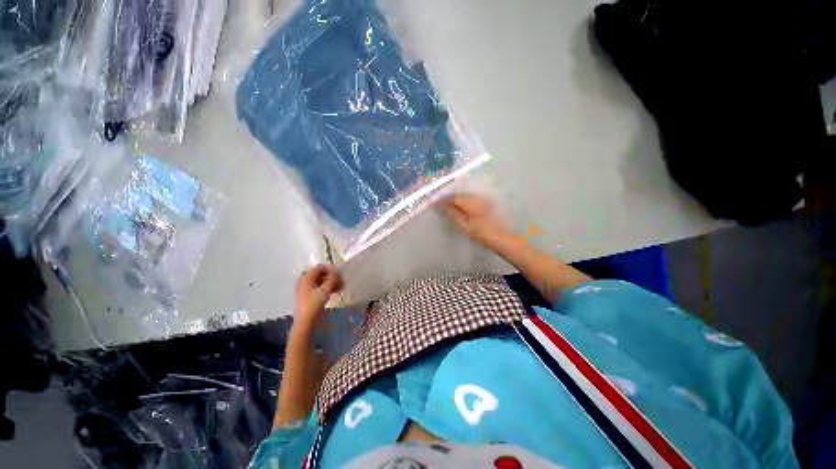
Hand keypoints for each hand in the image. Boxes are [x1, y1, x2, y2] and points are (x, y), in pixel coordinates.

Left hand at [294, 264, 344, 329]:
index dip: (330, 269)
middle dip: (332, 276)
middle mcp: (305, 281)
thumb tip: (337, 271)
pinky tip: (337, 291)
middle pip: (321, 274)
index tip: (340, 273)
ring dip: (332, 282)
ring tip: (342, 286)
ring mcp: (307, 289)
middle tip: (343, 280)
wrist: (306, 323)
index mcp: (306, 278)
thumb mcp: (325, 290)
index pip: (319, 267)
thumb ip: (332, 278)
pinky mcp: (310, 297)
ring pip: (321, 282)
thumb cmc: (314, 304)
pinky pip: (320, 288)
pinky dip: (328, 288)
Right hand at [438, 193, 510, 246]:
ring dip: (456, 199)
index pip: (453, 197)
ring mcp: (485, 199)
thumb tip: (441, 205)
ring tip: (448, 205)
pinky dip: (464, 201)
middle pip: (460, 194)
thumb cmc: (484, 234)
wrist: (505, 238)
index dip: (442, 199)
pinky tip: (461, 206)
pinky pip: (472, 198)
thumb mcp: (466, 225)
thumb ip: (453, 214)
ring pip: (466, 195)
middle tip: (439, 203)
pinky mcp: (489, 202)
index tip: (433, 202)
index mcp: (471, 202)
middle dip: (449, 198)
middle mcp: (478, 196)